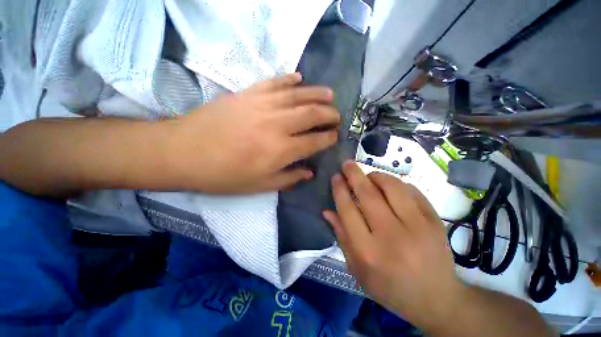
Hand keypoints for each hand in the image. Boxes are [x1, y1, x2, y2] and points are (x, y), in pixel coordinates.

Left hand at [165, 73, 339, 193]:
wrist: (184, 152)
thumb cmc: (224, 175)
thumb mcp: (259, 186)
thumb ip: (289, 179)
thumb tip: (309, 172)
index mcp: (280, 151)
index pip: (314, 141)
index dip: (328, 138)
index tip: (334, 136)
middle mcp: (277, 125)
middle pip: (312, 114)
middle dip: (329, 114)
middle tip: (337, 116)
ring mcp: (262, 104)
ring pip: (298, 94)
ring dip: (317, 94)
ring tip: (330, 95)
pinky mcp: (248, 93)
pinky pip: (275, 82)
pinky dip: (290, 79)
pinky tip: (300, 78)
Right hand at [323, 161, 466, 328]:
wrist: (436, 299)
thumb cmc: (389, 286)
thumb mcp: (357, 269)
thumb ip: (341, 237)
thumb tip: (327, 211)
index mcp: (368, 252)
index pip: (348, 210)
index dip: (339, 190)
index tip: (336, 177)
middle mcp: (391, 236)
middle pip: (368, 195)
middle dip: (354, 174)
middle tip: (347, 164)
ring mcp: (417, 227)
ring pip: (392, 187)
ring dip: (376, 175)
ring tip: (368, 175)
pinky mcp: (434, 222)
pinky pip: (412, 191)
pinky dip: (397, 184)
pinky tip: (390, 186)